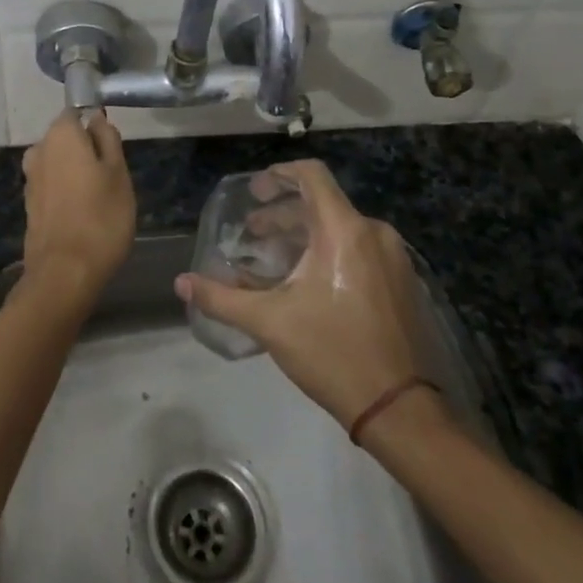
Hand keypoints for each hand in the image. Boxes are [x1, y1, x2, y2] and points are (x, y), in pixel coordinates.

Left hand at [21, 110, 136, 303]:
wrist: (65, 272)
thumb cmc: (101, 217)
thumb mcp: (119, 173)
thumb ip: (108, 139)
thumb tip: (96, 119)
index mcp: (60, 135)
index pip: (77, 114)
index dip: (96, 127)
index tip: (113, 150)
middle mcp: (39, 150)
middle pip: (66, 140)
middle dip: (86, 152)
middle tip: (112, 178)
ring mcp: (30, 179)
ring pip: (59, 164)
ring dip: (76, 174)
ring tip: (100, 200)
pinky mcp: (29, 205)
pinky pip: (52, 187)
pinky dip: (66, 194)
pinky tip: (83, 215)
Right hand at [176, 159, 445, 430]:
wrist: (399, 408)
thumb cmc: (331, 352)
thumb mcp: (269, 323)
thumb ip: (221, 298)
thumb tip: (181, 282)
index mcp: (345, 231)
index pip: (311, 175)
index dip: (279, 174)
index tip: (254, 192)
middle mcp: (374, 233)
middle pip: (322, 203)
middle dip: (283, 214)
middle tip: (253, 234)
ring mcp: (393, 258)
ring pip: (341, 228)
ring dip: (303, 235)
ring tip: (273, 260)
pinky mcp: (402, 282)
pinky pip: (359, 249)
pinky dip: (328, 252)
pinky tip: (306, 282)